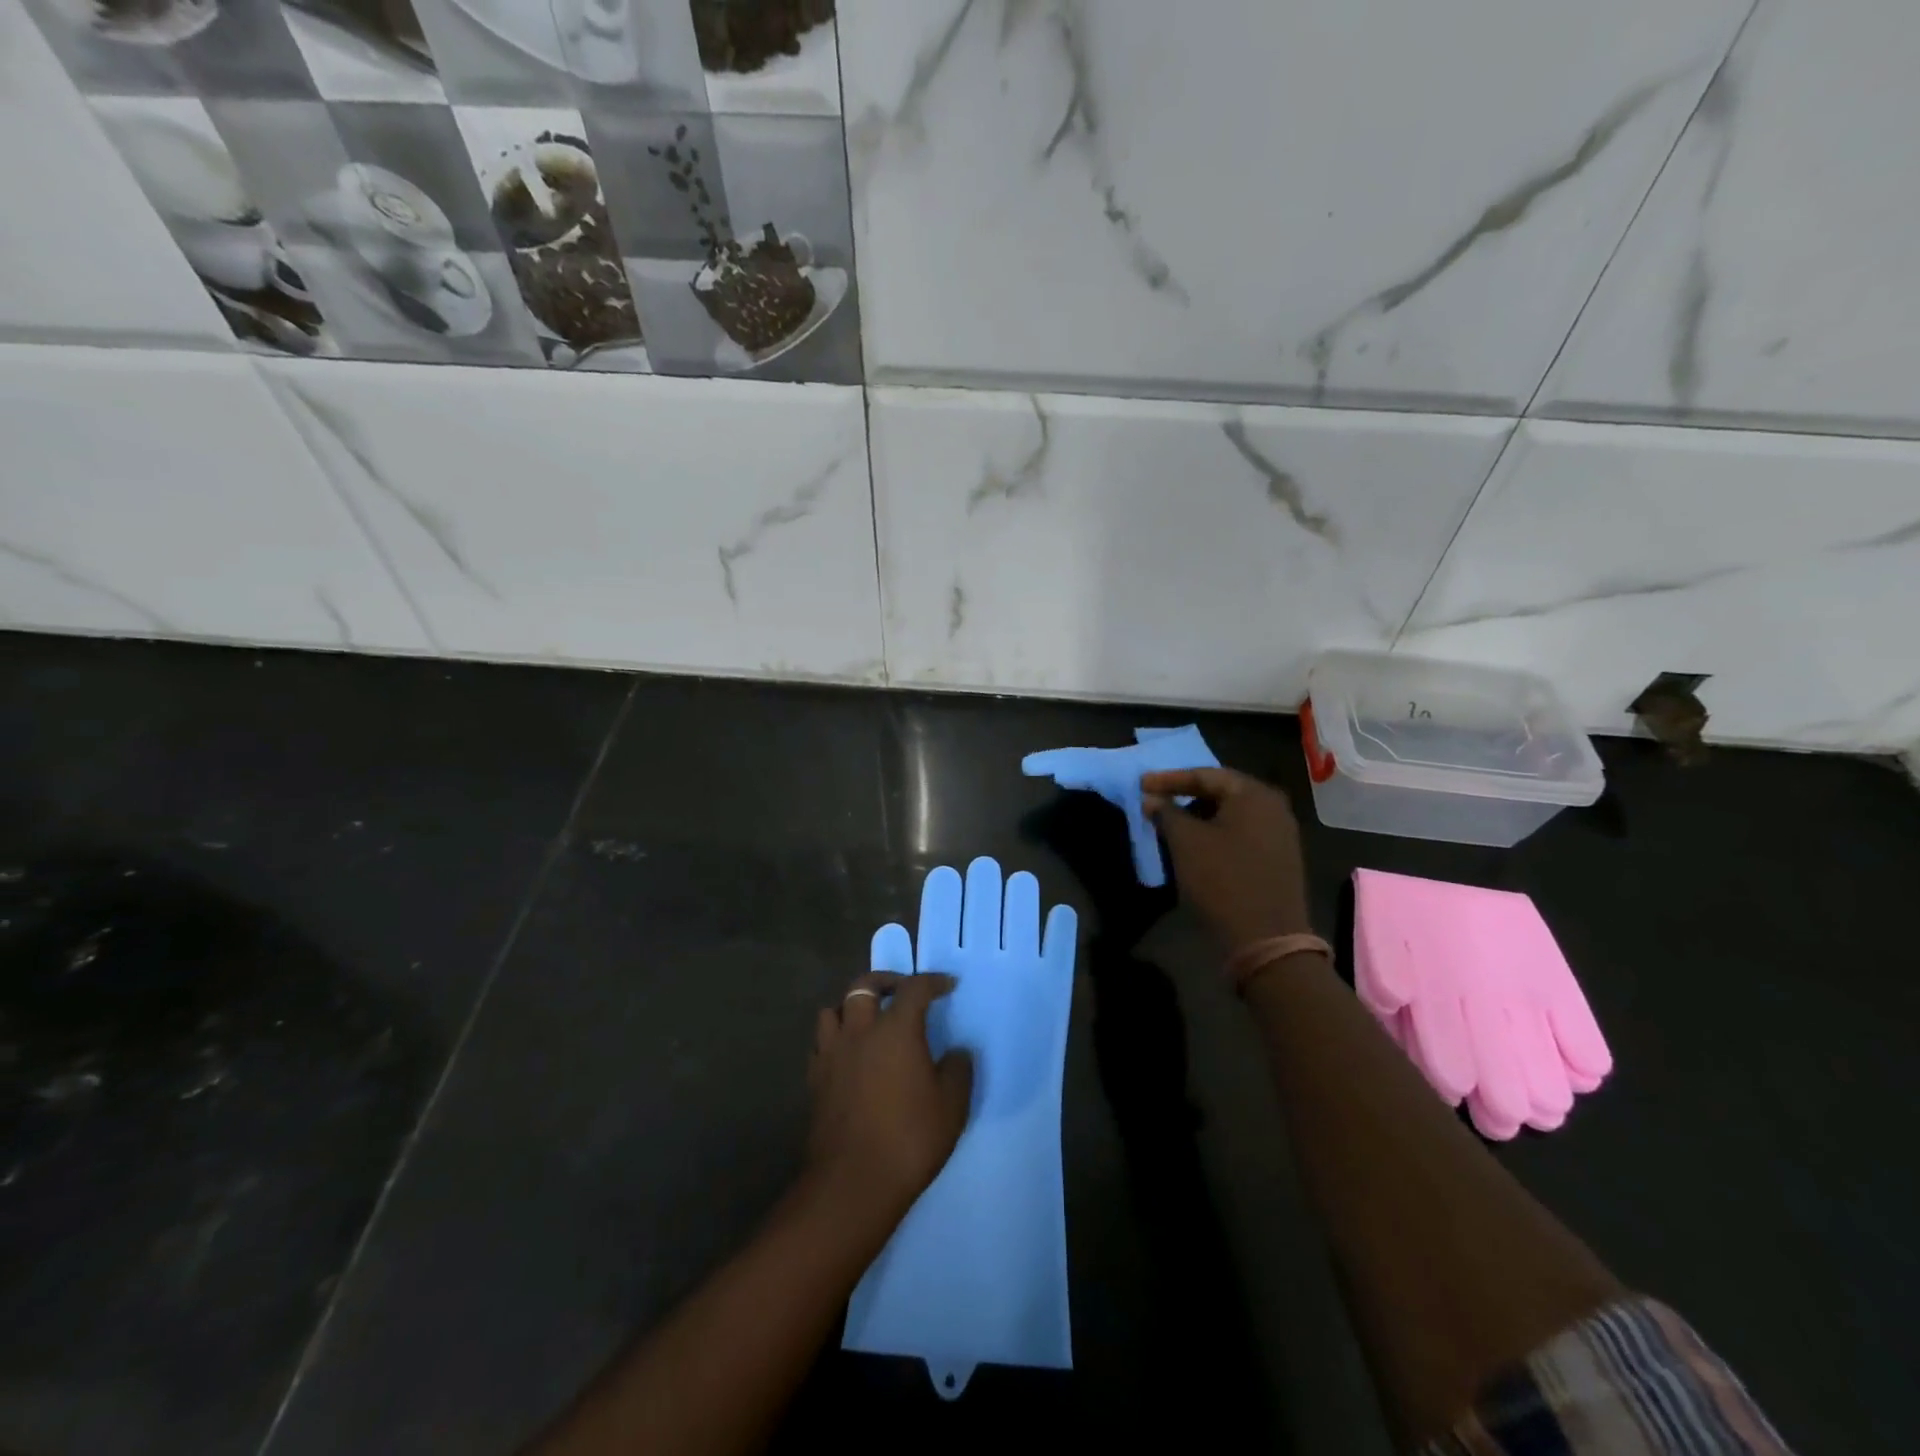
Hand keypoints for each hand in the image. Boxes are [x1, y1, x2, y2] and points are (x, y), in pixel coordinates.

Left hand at [807, 972, 972, 1222]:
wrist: (852, 1182)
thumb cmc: (909, 1139)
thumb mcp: (952, 1106)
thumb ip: (958, 1070)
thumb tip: (957, 1053)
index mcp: (896, 1029)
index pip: (914, 988)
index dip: (932, 981)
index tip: (947, 985)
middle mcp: (860, 1031)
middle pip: (864, 985)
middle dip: (885, 981)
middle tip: (902, 991)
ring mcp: (832, 1054)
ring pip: (833, 1009)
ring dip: (851, 1007)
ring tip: (867, 1020)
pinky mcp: (814, 1079)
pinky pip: (821, 1043)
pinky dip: (835, 1038)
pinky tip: (848, 1055)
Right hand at [1140, 767, 1313, 951]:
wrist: (1266, 939)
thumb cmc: (1222, 880)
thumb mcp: (1185, 842)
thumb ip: (1166, 812)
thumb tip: (1152, 798)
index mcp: (1254, 794)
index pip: (1205, 775)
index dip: (1169, 779)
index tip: (1141, 785)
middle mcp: (1273, 807)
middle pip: (1221, 792)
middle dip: (1185, 797)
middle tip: (1156, 803)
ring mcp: (1281, 834)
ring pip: (1231, 815)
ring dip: (1199, 817)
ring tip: (1172, 827)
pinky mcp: (1279, 859)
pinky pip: (1241, 834)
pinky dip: (1216, 835)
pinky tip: (1196, 848)